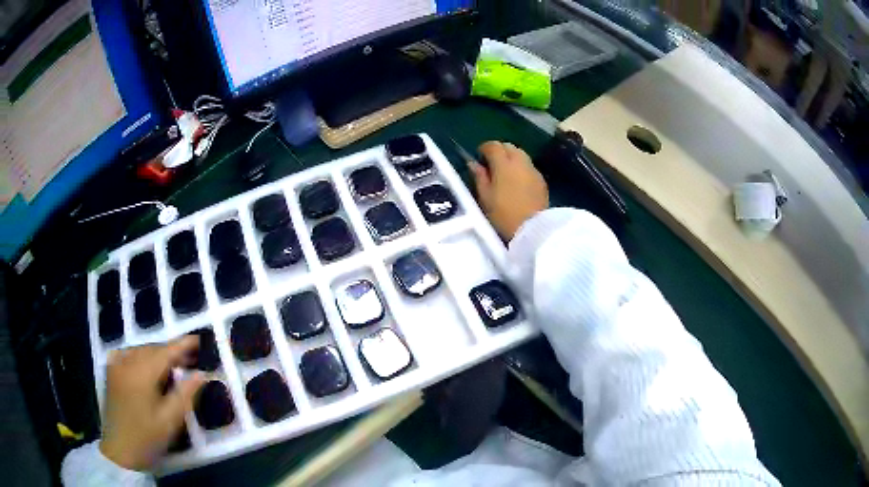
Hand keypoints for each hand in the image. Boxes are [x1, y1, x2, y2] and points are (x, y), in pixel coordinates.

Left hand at [100, 336, 205, 470]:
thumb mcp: (170, 421)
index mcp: (142, 373)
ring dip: (158, 354)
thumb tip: (202, 374)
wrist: (119, 452)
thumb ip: (186, 395)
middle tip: (191, 359)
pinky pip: (128, 355)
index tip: (199, 340)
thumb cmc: (147, 438)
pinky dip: (142, 356)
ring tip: (173, 365)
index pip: (166, 352)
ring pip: (140, 351)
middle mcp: (126, 363)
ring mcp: (116, 366)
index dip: (183, 345)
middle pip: (152, 349)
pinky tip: (147, 366)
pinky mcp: (111, 373)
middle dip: (171, 351)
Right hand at [470, 141, 548, 239]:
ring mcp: (533, 170)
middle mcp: (520, 162)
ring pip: (521, 154)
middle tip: (491, 164)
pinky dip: (521, 168)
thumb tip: (473, 163)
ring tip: (504, 172)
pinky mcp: (541, 180)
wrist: (533, 228)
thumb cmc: (504, 214)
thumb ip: (479, 177)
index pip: (493, 146)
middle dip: (499, 151)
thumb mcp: (485, 197)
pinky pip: (529, 166)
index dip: (484, 148)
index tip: (479, 157)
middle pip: (509, 146)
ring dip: (511, 158)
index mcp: (503, 164)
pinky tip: (517, 182)